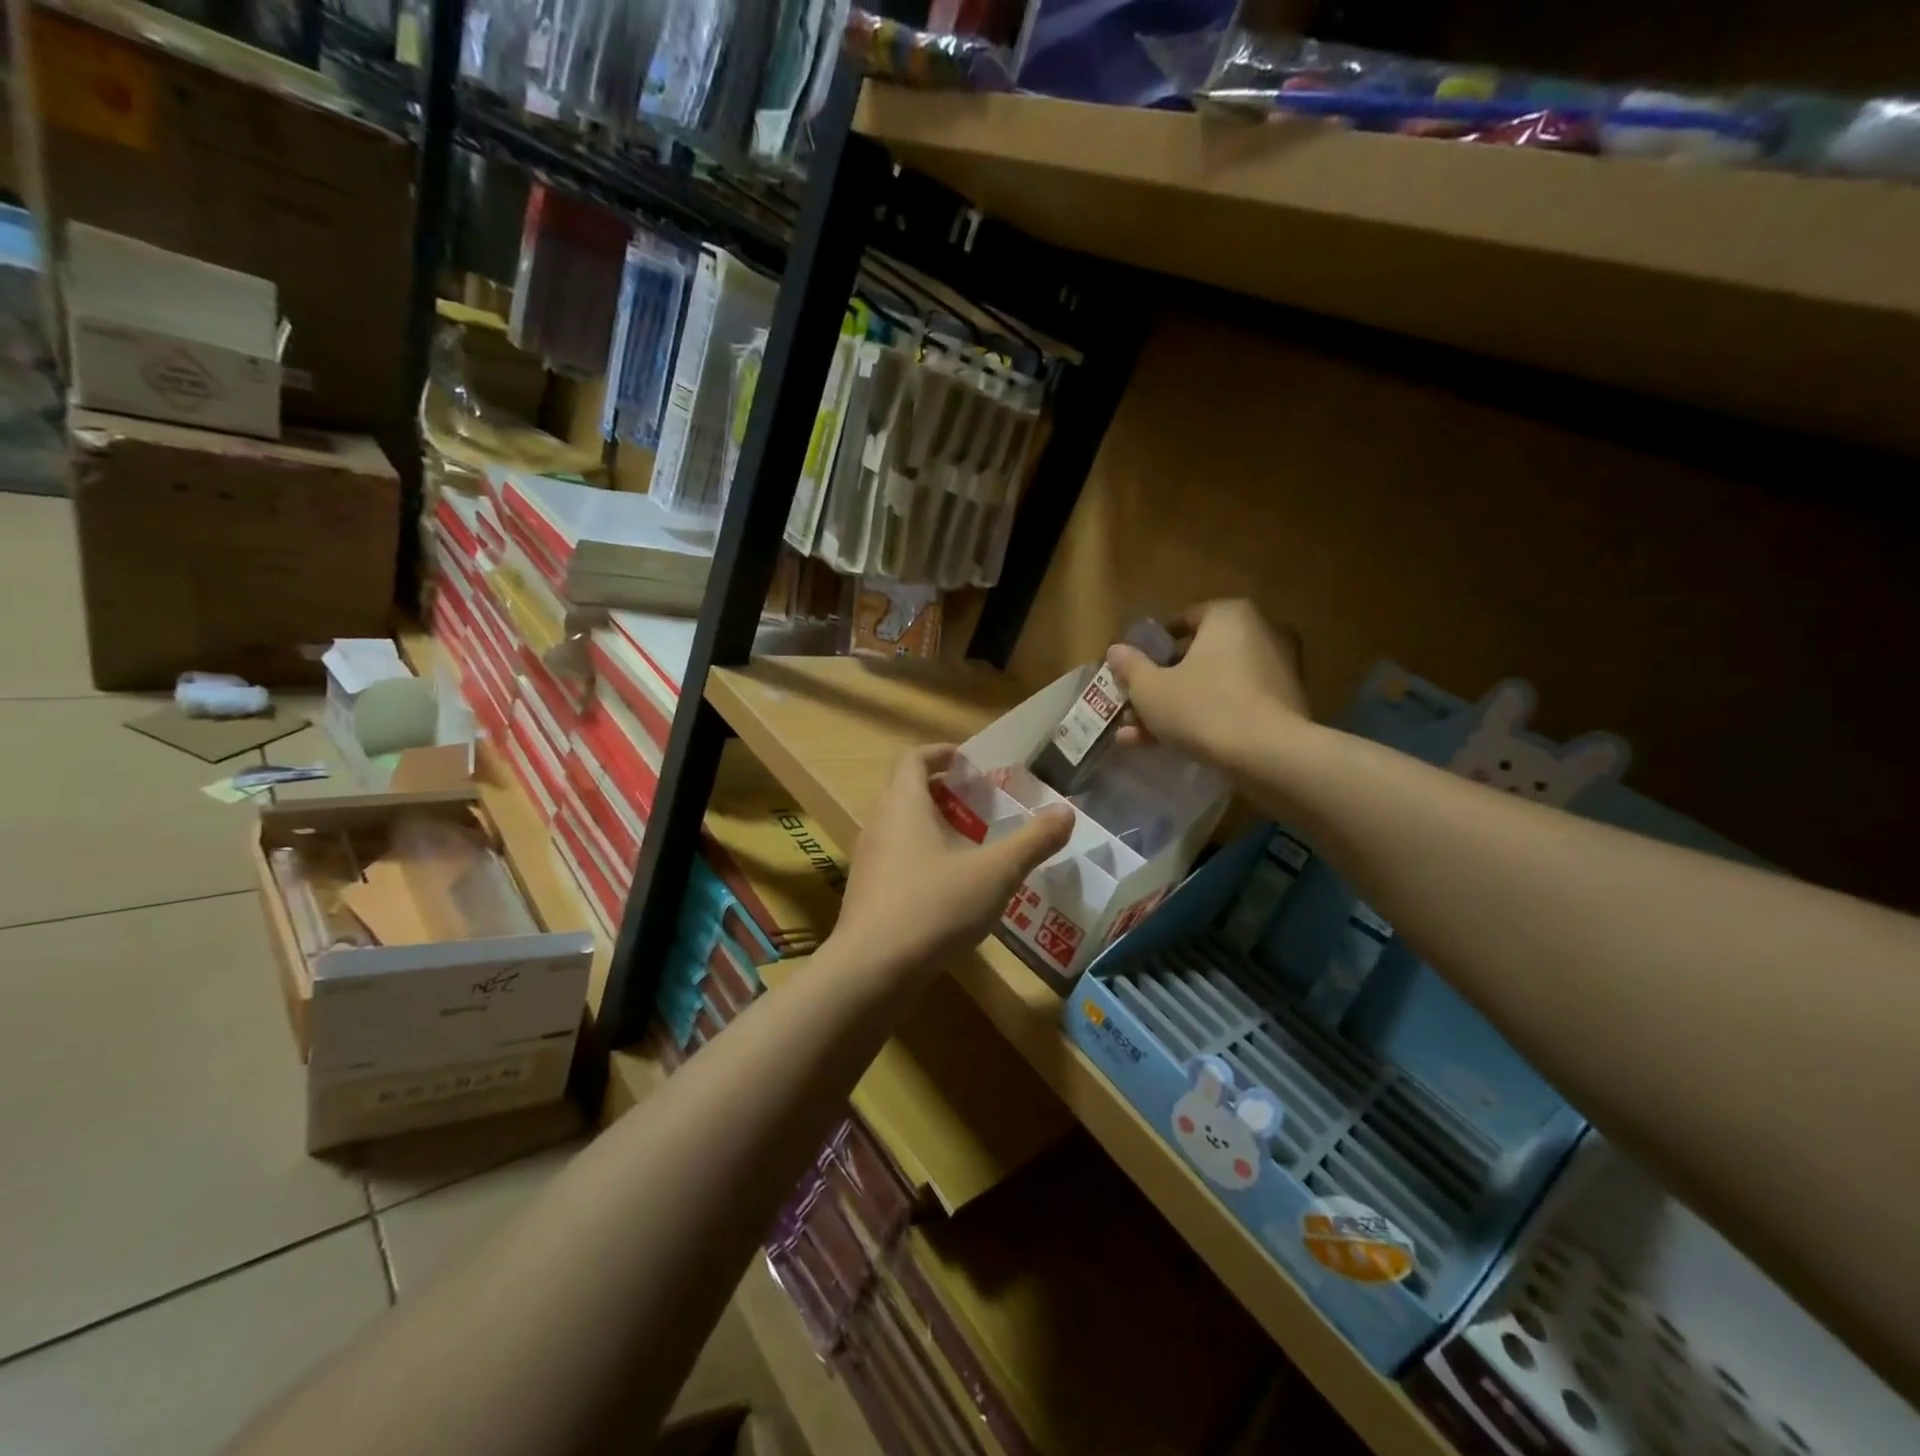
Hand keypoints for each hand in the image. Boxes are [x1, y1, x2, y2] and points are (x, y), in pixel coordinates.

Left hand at [831, 745, 1073, 979]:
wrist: (872, 969)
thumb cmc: (935, 906)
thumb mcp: (996, 872)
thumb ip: (1033, 841)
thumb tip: (1067, 811)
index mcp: (904, 804)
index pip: (914, 759)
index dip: (939, 753)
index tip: (966, 759)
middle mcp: (879, 823)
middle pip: (905, 791)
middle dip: (941, 791)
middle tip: (978, 804)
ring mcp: (868, 859)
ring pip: (900, 827)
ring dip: (931, 825)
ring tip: (969, 844)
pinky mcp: (866, 892)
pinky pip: (895, 858)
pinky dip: (921, 856)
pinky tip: (949, 887)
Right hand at [1108, 600, 1310, 772]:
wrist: (1267, 756)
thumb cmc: (1202, 708)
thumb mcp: (1150, 689)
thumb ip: (1130, 666)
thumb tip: (1116, 650)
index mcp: (1229, 616)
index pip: (1182, 621)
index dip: (1151, 648)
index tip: (1132, 671)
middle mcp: (1259, 633)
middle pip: (1196, 658)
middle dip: (1160, 686)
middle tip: (1131, 708)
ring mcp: (1275, 671)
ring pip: (1211, 686)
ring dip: (1175, 708)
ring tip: (1139, 737)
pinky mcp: (1282, 707)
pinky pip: (1232, 705)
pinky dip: (1204, 720)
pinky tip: (1170, 746)